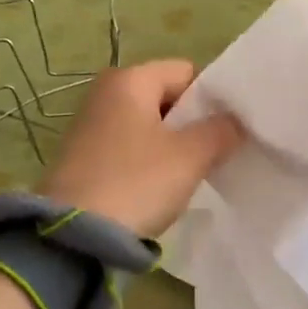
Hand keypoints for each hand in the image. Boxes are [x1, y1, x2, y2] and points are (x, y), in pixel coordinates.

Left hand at [38, 61, 243, 236]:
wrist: (73, 236)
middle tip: (212, 155)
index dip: (211, 98)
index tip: (226, 130)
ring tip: (187, 175)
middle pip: (165, 98)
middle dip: (191, 124)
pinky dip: (146, 162)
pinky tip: (156, 188)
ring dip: (170, 146)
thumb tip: (234, 121)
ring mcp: (89, 125)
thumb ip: (220, 131)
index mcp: (129, 79)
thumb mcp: (190, 157)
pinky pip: (127, 148)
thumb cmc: (136, 183)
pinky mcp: (81, 157)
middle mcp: (104, 93)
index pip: (185, 72)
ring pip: (147, 126)